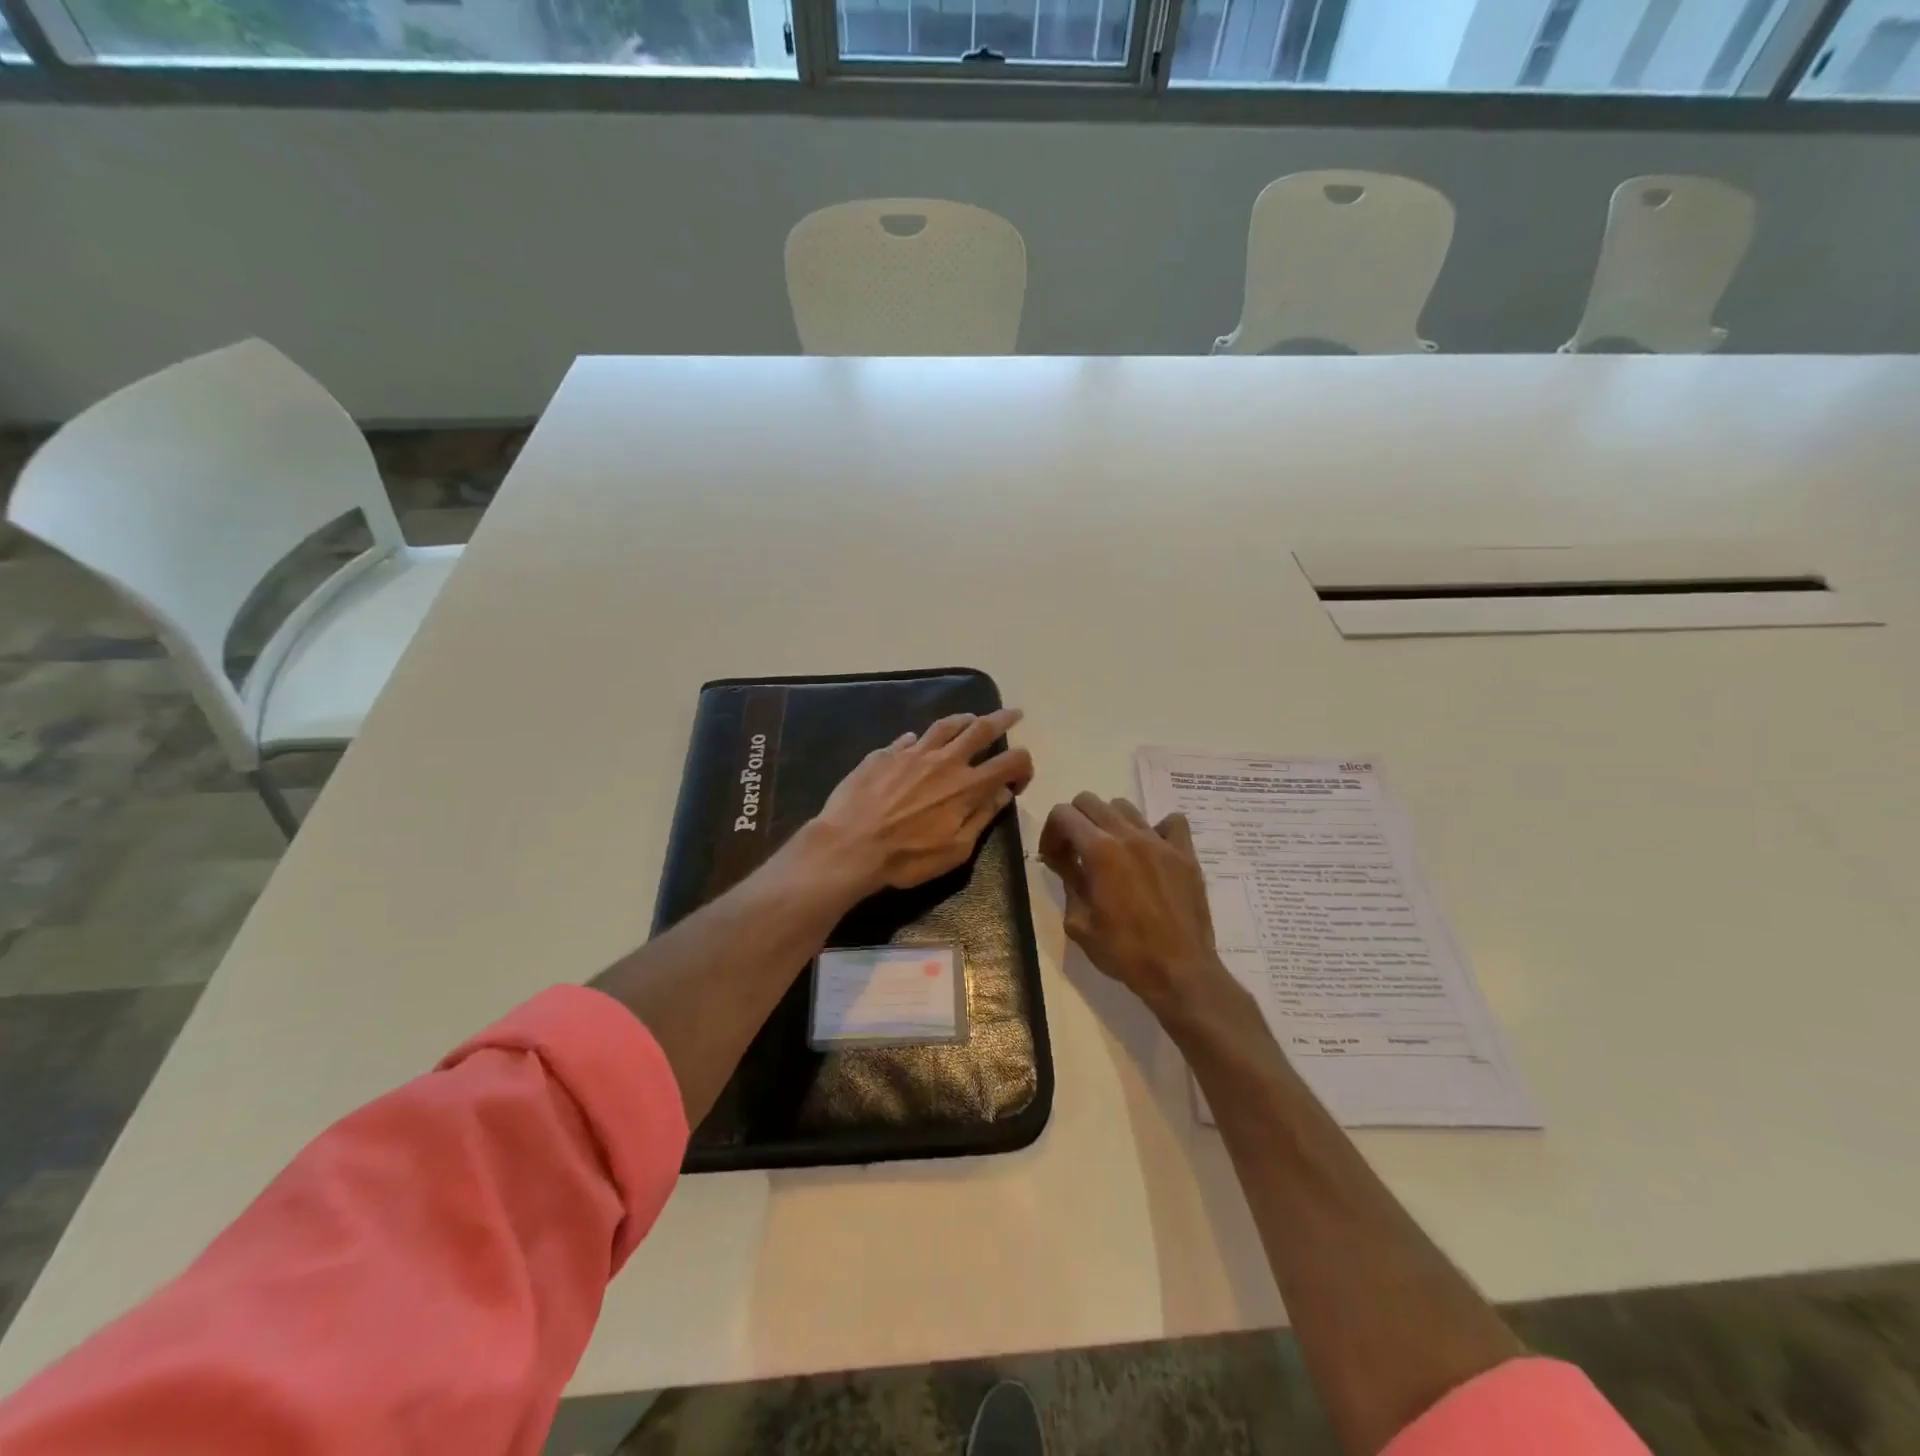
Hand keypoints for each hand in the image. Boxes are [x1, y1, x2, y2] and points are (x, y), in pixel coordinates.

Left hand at [809, 708, 1034, 896]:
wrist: (849, 846)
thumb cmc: (907, 858)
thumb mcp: (955, 850)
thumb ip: (982, 817)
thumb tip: (1003, 793)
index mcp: (967, 786)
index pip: (1010, 762)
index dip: (1024, 765)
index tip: (1021, 776)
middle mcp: (945, 761)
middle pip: (981, 729)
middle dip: (1003, 719)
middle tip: (1014, 713)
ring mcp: (913, 753)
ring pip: (945, 726)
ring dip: (964, 719)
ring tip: (972, 718)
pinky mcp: (885, 754)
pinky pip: (908, 739)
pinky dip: (920, 739)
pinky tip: (918, 741)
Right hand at [1039, 794, 1236, 1023]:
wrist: (1179, 972)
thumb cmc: (1123, 952)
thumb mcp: (1079, 923)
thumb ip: (1069, 882)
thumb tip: (1063, 861)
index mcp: (1099, 851)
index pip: (1063, 814)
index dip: (1051, 833)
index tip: (1054, 859)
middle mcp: (1129, 835)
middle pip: (1090, 801)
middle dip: (1075, 822)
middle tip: (1076, 853)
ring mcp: (1160, 841)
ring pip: (1125, 807)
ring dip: (1109, 823)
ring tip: (1111, 853)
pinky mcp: (1185, 853)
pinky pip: (1171, 822)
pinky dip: (1156, 829)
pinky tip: (1150, 852)